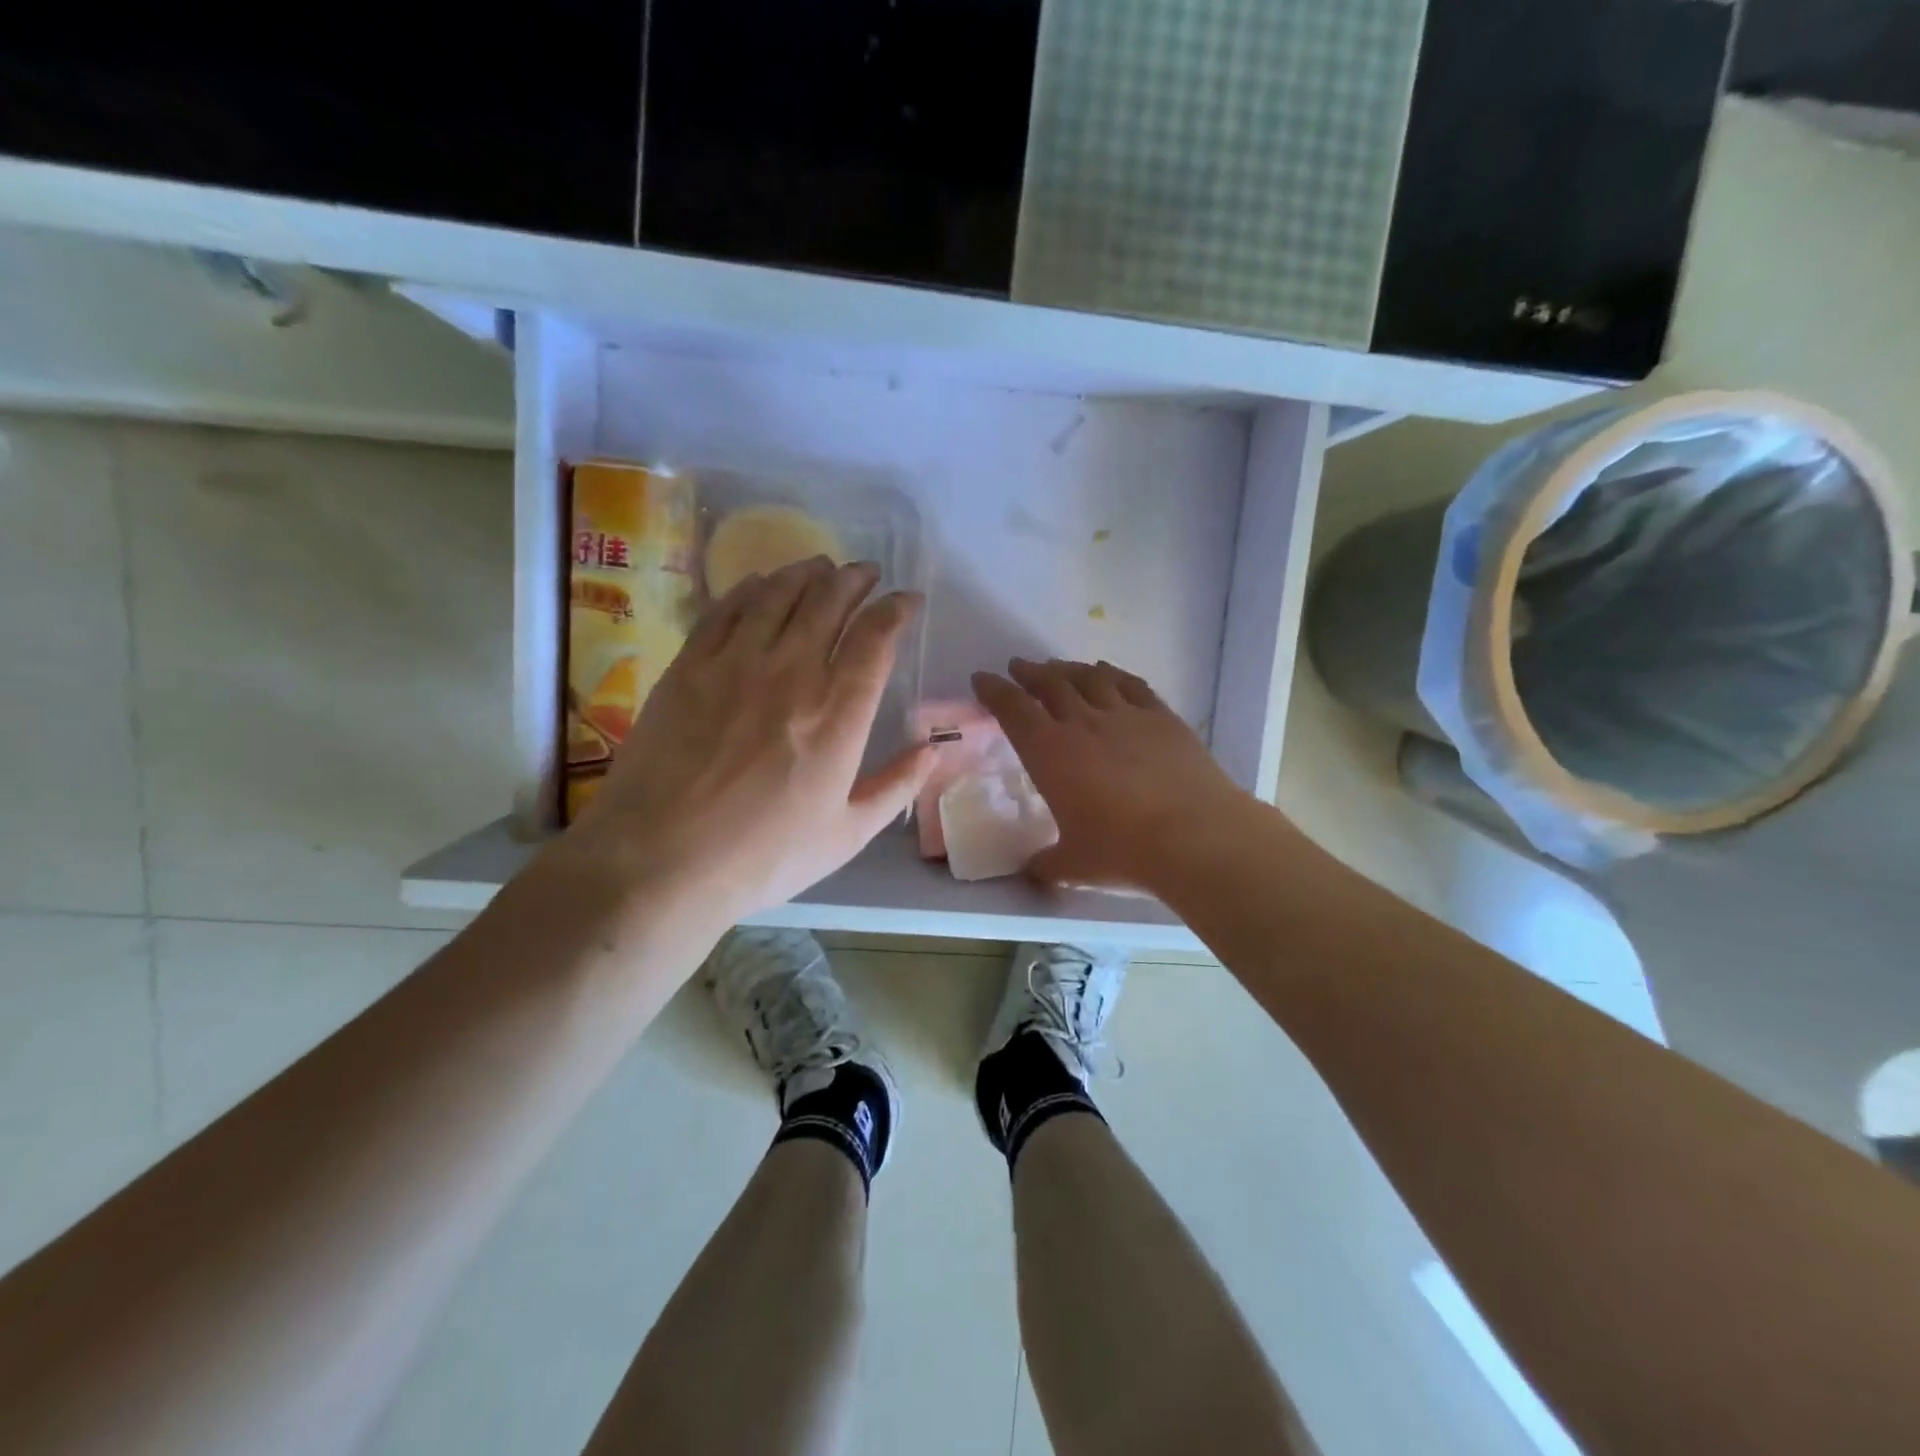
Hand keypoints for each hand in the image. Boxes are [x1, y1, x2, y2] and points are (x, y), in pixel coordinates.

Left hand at [571, 557, 932, 927]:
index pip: (876, 637)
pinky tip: (762, 584)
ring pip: (779, 593)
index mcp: (838, 715)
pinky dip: (752, 588)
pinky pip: (727, 608)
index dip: (897, 608)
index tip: (908, 600)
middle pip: (829, 600)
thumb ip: (897, 786)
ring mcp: (735, 663)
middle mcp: (792, 673)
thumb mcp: (846, 834)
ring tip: (821, 568)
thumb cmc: (762, 856)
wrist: (659, 861)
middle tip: (866, 574)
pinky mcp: (689, 666)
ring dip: (807, 573)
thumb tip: (934, 749)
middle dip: (855, 579)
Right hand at [971, 658, 1253, 894]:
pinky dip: (1113, 674)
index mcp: (1050, 753)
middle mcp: (1083, 723)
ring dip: (1069, 669)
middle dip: (1030, 673)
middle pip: (1050, 684)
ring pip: (1090, 678)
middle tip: (1020, 667)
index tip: (983, 678)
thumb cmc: (1123, 850)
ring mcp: (1125, 715)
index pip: (1013, 709)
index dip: (994, 690)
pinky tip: (1107, 673)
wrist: (1194, 836)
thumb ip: (1047, 864)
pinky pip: (1131, 685)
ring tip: (1058, 668)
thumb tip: (1033, 870)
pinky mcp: (1162, 717)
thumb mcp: (1073, 865)